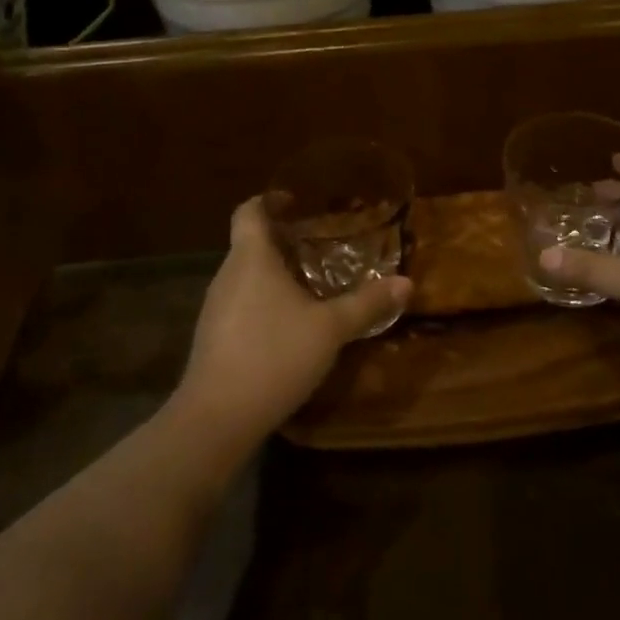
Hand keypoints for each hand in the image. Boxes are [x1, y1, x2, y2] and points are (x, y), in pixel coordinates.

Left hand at [174, 197, 409, 444]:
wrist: (216, 419)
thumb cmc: (274, 356)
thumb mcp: (330, 329)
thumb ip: (367, 303)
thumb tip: (407, 282)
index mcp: (251, 258)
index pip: (249, 211)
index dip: (269, 200)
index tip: (295, 200)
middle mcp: (227, 275)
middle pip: (250, 243)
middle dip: (282, 239)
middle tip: (319, 242)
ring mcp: (215, 308)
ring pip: (245, 276)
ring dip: (274, 272)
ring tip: (310, 282)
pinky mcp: (213, 338)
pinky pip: (241, 303)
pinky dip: (264, 301)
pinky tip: (289, 324)